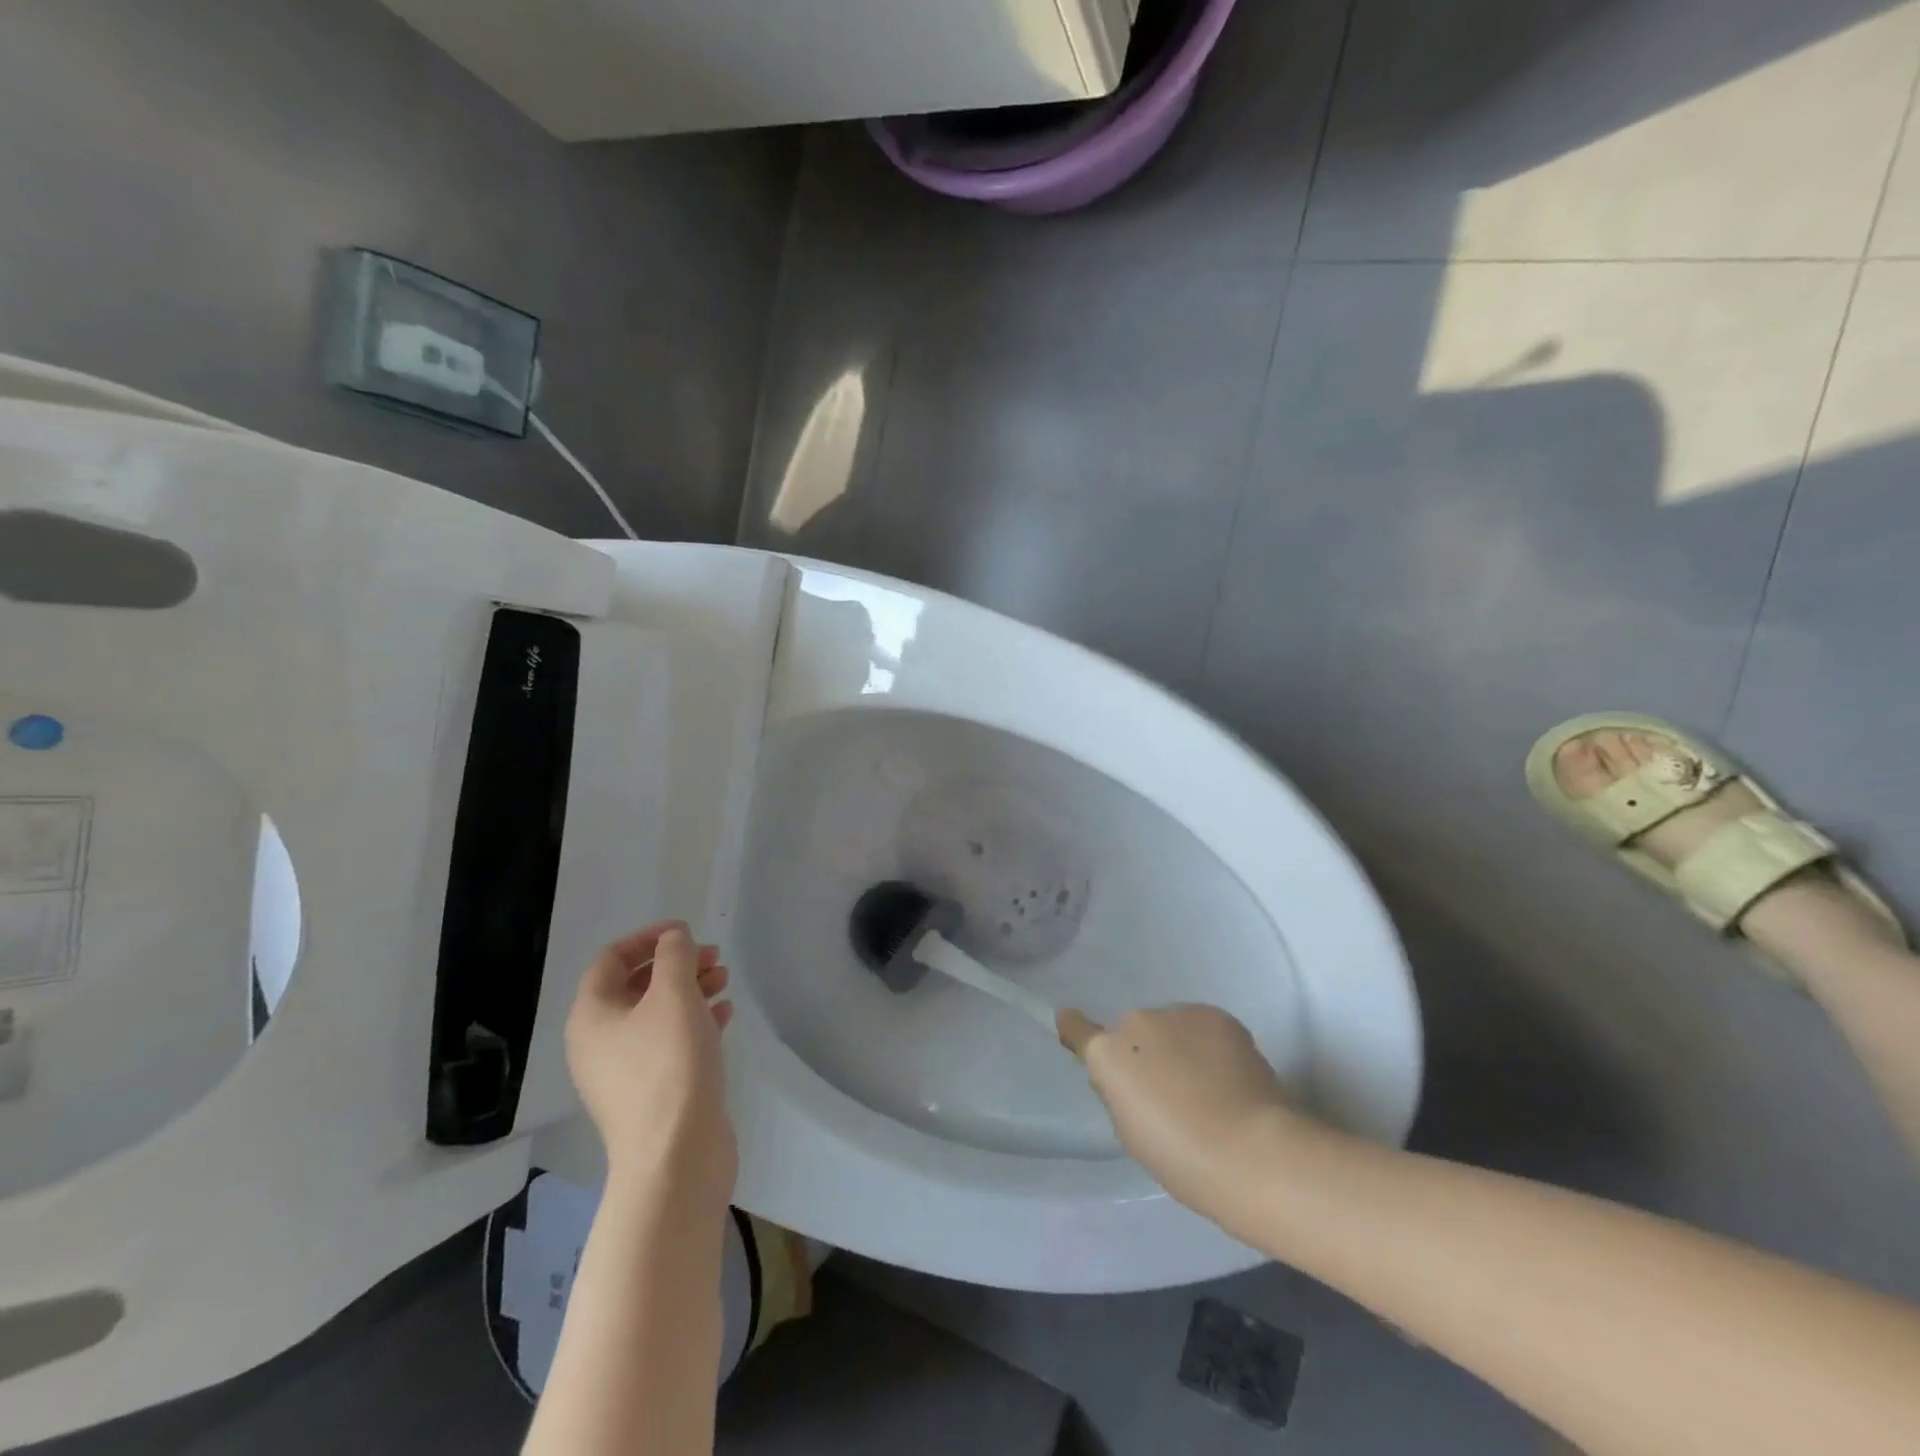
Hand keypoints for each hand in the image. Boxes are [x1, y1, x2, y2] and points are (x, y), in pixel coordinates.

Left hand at [565, 922, 736, 1210]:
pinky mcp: (653, 1091)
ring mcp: (625, 1070)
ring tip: (724, 981)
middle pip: (635, 984)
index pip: (611, 958)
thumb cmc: (669, 1065)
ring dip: (690, 989)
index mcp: (591, 1016)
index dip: (647, 938)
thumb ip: (675, 956)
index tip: (686, 933)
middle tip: (714, 958)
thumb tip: (674, 938)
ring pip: (657, 1013)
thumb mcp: (674, 997)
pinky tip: (725, 1014)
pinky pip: (670, 1041)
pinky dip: (695, 1021)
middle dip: (676, 964)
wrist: (676, 1156)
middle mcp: (599, 1041)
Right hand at [1057, 1004, 1291, 1215]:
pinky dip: (1211, 1046)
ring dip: (1181, 1047)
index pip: (1077, 1028)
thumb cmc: (1181, 1158)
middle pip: (1135, 1034)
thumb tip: (1134, 1076)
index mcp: (1108, 1055)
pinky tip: (1231, 1077)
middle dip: (1148, 1054)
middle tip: (1173, 1093)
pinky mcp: (1217, 1014)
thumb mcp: (1132, 1131)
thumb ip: (1123, 1093)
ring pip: (1172, 1028)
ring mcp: (1178, 1013)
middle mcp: (1136, 1021)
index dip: (1075, 1028)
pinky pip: (1203, 1027)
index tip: (1071, 1023)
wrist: (1251, 1151)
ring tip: (1210, 1087)